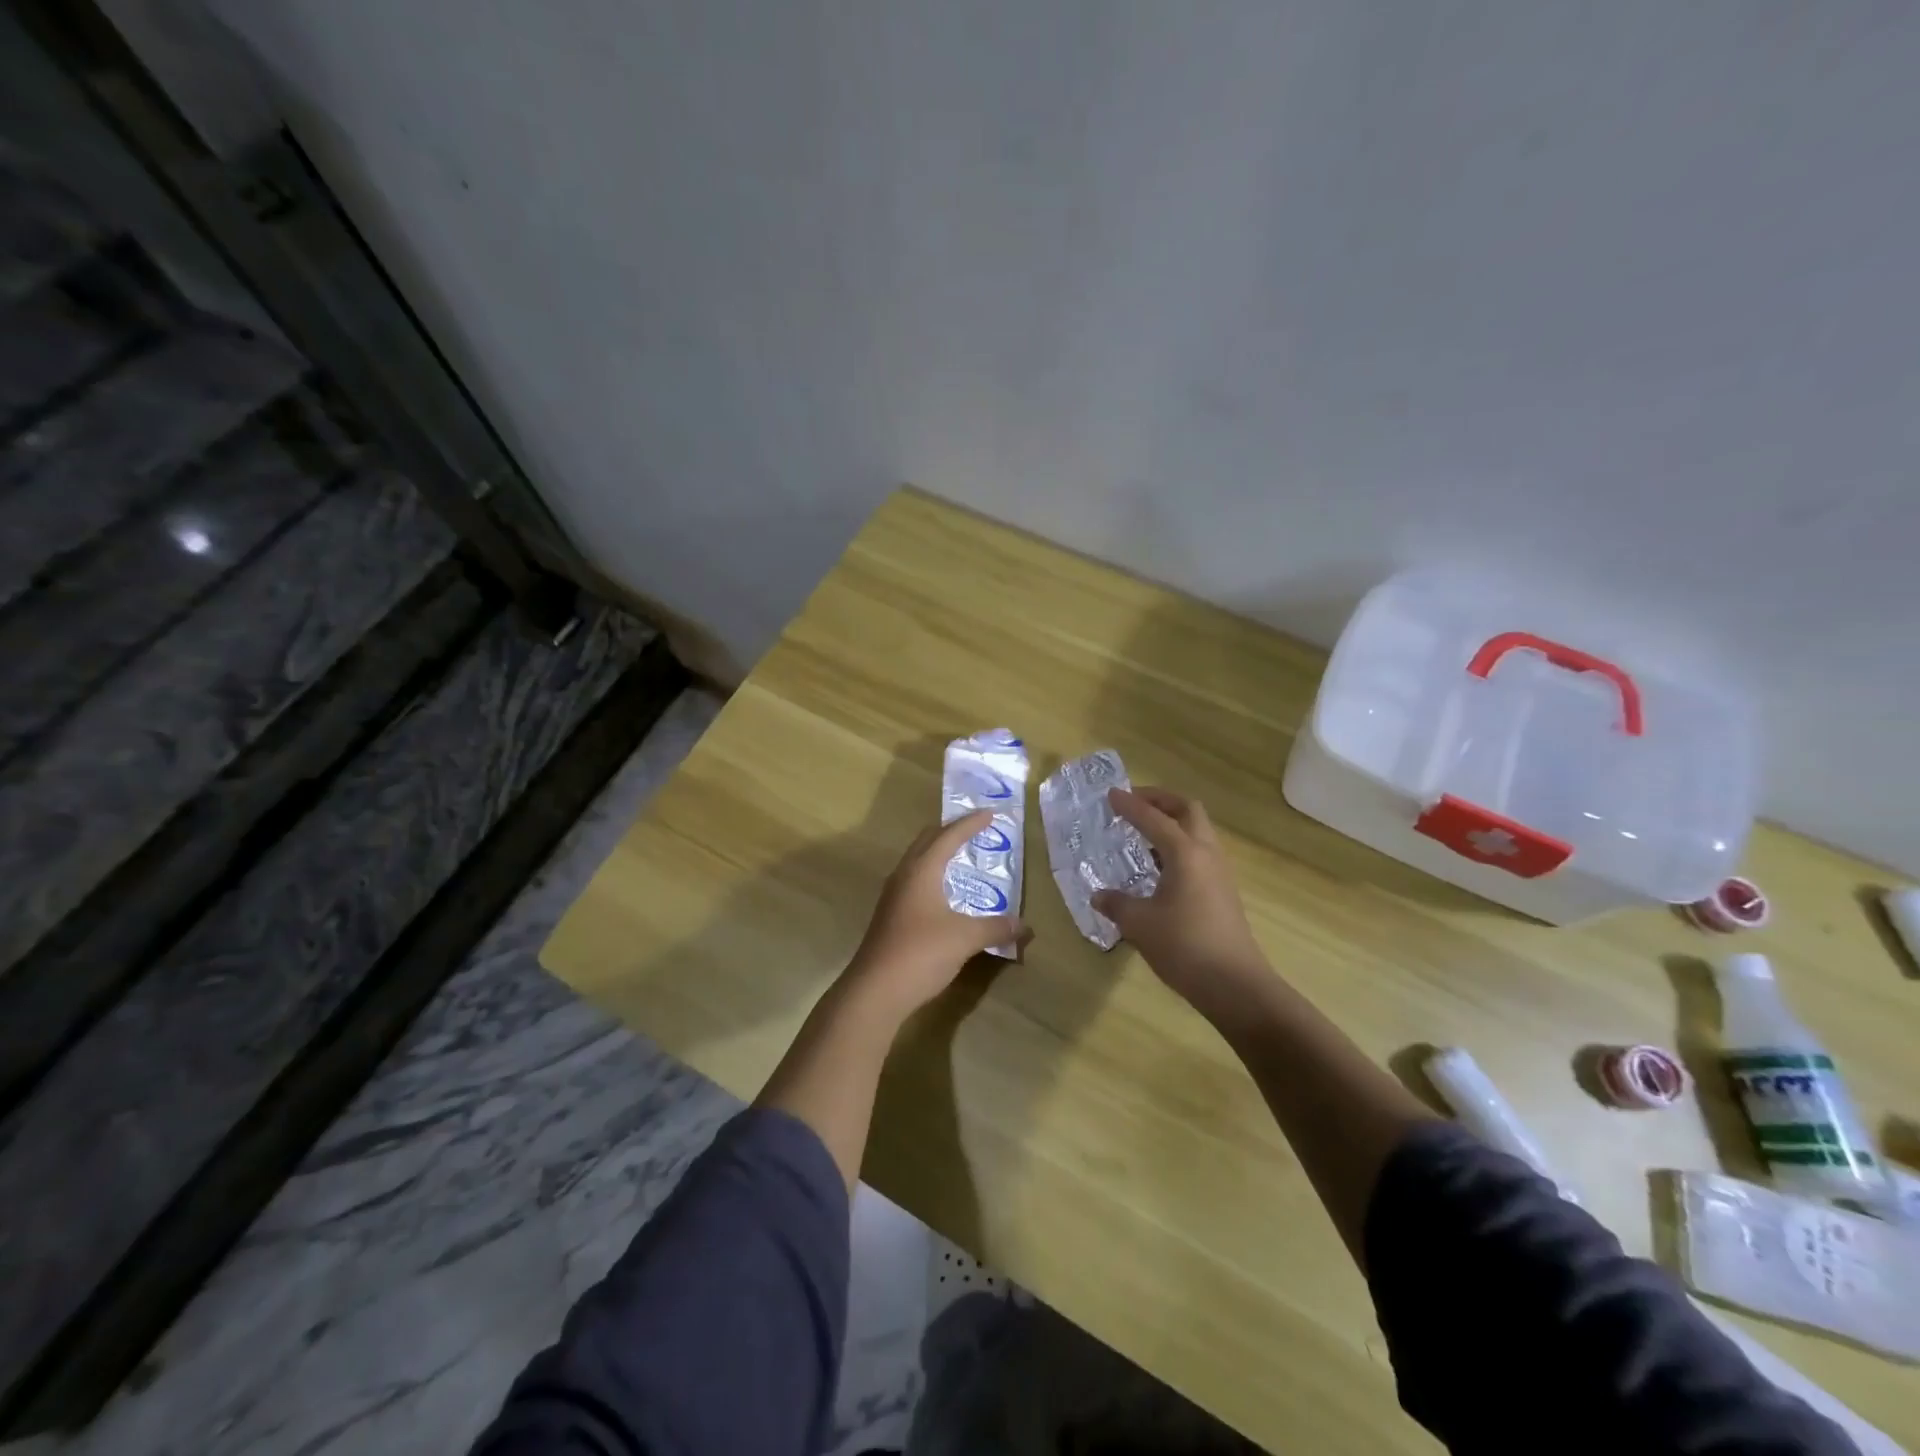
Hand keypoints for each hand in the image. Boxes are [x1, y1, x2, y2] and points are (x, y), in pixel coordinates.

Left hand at [842, 810, 1027, 1022]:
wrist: (875, 990)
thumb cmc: (921, 953)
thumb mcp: (965, 938)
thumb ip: (996, 927)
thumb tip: (1025, 925)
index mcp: (921, 870)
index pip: (949, 836)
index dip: (971, 823)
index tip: (991, 813)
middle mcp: (904, 875)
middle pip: (928, 841)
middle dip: (951, 831)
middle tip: (975, 829)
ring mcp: (894, 896)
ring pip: (918, 861)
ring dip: (939, 853)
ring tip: (962, 857)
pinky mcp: (890, 915)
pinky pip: (915, 881)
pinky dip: (933, 875)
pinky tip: (946, 893)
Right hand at [1092, 787, 1271, 1015]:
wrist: (1235, 985)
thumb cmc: (1184, 947)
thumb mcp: (1139, 925)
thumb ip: (1117, 904)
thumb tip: (1099, 896)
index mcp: (1185, 853)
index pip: (1154, 818)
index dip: (1130, 805)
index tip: (1111, 795)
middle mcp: (1206, 854)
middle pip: (1187, 811)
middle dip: (1160, 801)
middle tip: (1134, 803)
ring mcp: (1220, 873)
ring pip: (1198, 830)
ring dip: (1172, 822)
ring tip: (1143, 833)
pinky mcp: (1224, 891)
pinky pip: (1200, 852)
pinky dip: (1179, 845)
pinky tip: (1160, 866)